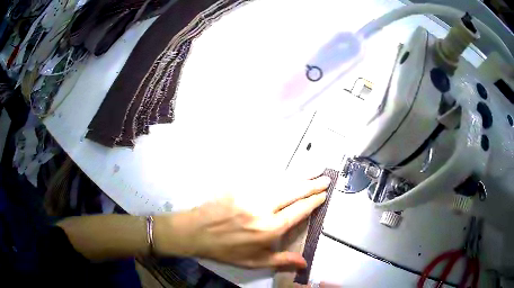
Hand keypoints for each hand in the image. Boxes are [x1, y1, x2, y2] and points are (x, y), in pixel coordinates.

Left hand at [153, 175, 330, 269]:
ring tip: (315, 171)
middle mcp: (263, 208)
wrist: (195, 231)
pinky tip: (288, 173)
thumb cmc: (226, 249)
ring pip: (282, 181)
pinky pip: (266, 178)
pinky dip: (281, 175)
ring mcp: (250, 193)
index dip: (313, 201)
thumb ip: (281, 260)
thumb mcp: (254, 261)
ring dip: (300, 176)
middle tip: (326, 178)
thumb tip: (304, 262)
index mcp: (268, 228)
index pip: (298, 211)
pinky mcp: (240, 185)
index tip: (323, 195)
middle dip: (312, 184)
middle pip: (294, 192)